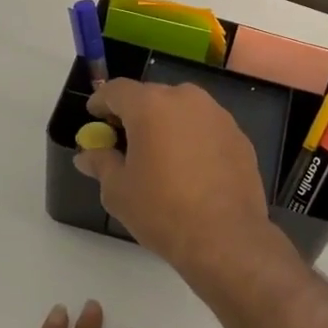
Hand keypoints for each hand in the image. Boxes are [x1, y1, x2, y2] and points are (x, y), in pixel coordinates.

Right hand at [74, 79, 290, 287]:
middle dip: (135, 113)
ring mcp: (218, 115)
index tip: (95, 117)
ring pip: (182, 109)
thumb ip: (101, 164)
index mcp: (150, 105)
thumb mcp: (118, 191)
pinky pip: (206, 127)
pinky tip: (190, 167)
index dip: (101, 101)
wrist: (225, 237)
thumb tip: (88, 155)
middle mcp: (186, 99)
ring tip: (159, 154)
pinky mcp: (239, 136)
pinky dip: (193, 138)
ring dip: (166, 123)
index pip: (117, 90)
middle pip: (152, 96)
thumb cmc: (162, 210)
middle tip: (125, 139)